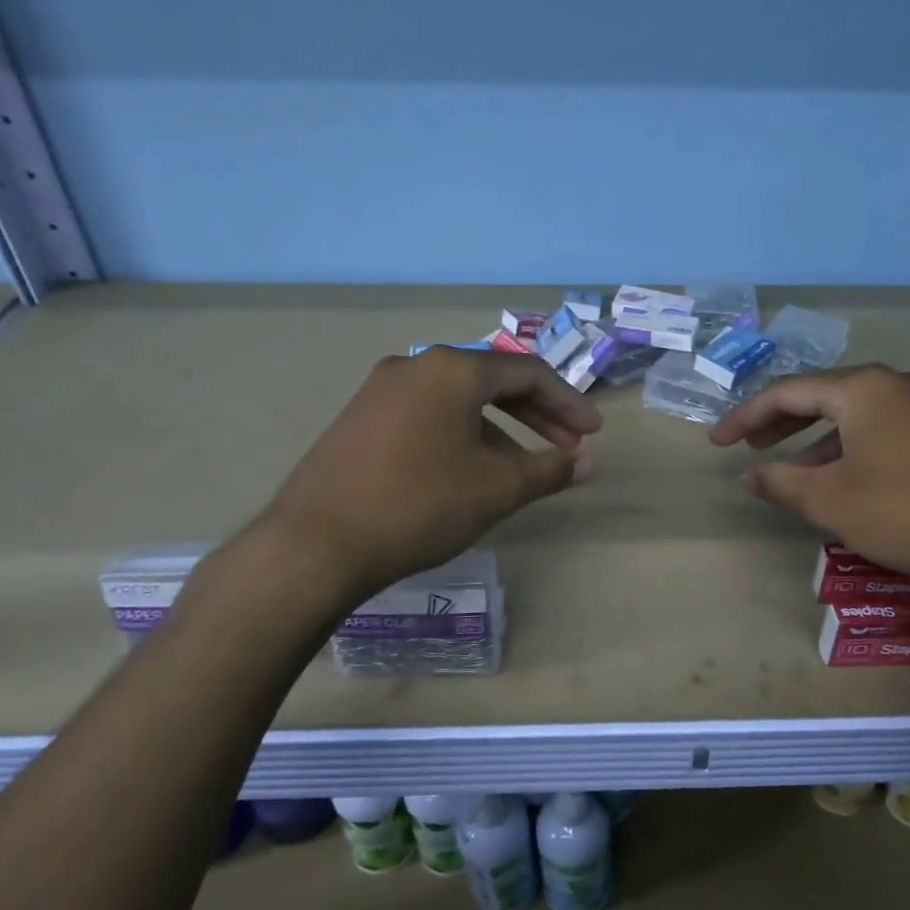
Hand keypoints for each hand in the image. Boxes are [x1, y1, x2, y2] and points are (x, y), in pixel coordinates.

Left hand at [259, 349, 601, 603]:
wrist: (316, 543)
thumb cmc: (419, 505)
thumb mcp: (496, 489)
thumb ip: (548, 470)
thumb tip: (586, 463)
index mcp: (452, 369)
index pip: (528, 373)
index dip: (568, 403)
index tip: (593, 435)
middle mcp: (415, 366)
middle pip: (492, 382)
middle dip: (537, 415)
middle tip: (568, 448)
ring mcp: (381, 391)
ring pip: (458, 401)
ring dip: (500, 430)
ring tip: (522, 470)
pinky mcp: (360, 420)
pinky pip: (428, 416)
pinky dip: (462, 436)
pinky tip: (469, 473)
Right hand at [709, 364, 909, 598]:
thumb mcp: (832, 501)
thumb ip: (782, 483)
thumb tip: (750, 475)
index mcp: (864, 388)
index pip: (787, 392)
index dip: (745, 416)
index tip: (716, 442)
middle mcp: (898, 384)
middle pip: (823, 395)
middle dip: (781, 421)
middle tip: (749, 446)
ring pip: (856, 414)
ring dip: (817, 439)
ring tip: (791, 469)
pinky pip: (884, 429)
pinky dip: (852, 448)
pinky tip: (846, 479)